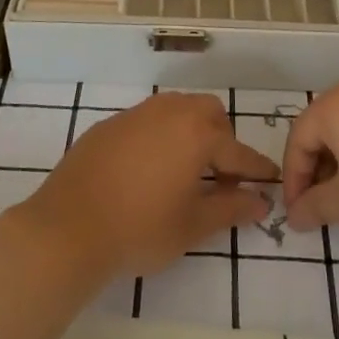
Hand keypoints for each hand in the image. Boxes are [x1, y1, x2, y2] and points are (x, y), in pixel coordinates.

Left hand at [17, 93, 277, 280]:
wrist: (68, 227)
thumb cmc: (140, 229)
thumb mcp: (192, 225)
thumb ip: (230, 209)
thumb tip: (260, 201)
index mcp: (196, 134)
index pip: (237, 151)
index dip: (256, 169)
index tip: (270, 180)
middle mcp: (169, 112)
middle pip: (208, 113)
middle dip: (222, 138)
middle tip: (222, 175)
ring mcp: (135, 114)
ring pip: (176, 109)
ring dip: (190, 131)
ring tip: (187, 169)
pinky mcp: (109, 125)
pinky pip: (147, 120)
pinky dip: (160, 136)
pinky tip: (149, 168)